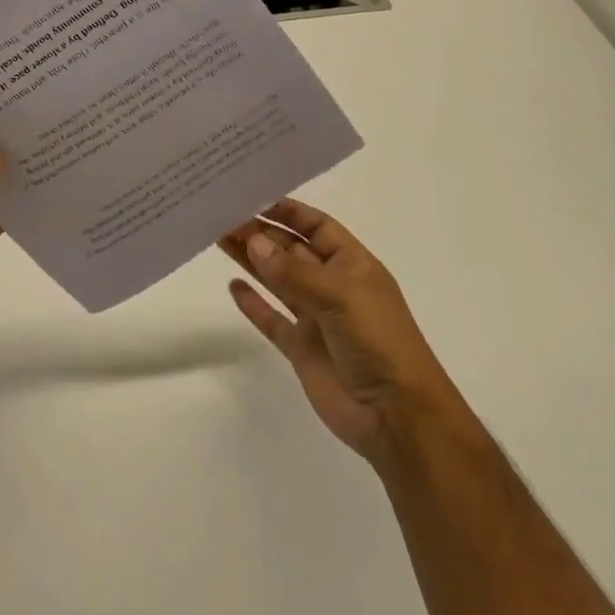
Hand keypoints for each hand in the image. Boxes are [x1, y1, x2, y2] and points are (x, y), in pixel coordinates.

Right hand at [220, 199, 456, 465]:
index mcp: (353, 265)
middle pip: (291, 251)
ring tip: (218, 238)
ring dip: (251, 260)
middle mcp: (333, 286)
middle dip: (261, 233)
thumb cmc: (378, 341)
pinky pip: (272, 319)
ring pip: (277, 280)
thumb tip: (253, 241)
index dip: (288, 211)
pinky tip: (233, 286)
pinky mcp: (301, 348)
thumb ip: (293, 271)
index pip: (317, 227)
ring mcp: (316, 318)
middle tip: (222, 216)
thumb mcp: (340, 295)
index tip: (252, 197)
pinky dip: (253, 303)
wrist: (396, 417)